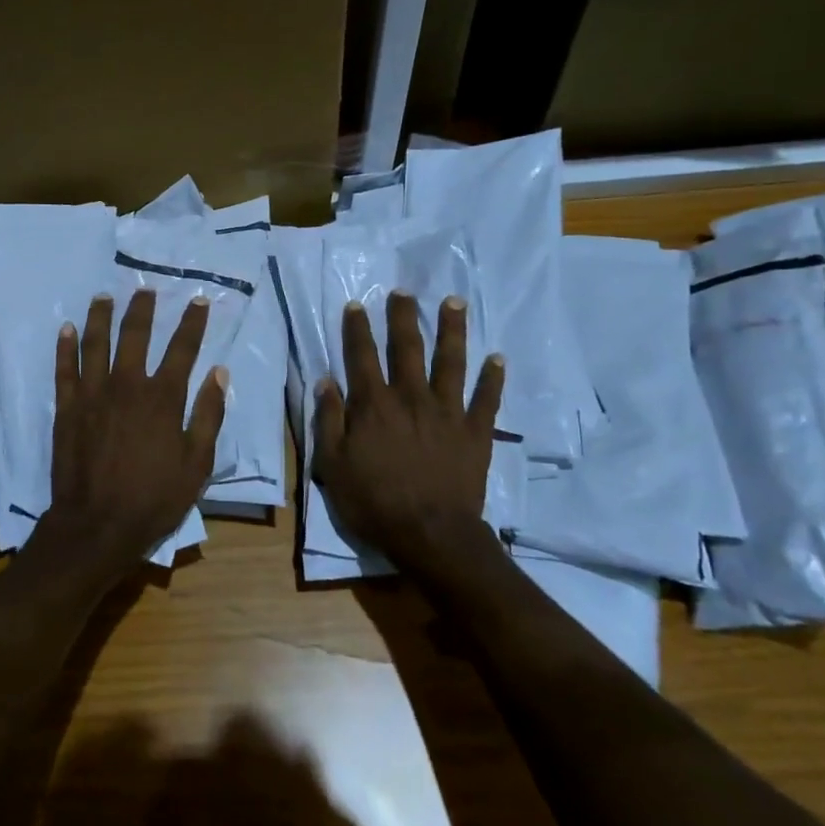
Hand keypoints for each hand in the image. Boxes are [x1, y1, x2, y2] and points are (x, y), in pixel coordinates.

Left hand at [36, 288, 226, 580]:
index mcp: (163, 398)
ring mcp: (93, 394)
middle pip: (135, 335)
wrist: (96, 526)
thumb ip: (208, 416)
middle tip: (145, 289)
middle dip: (142, 309)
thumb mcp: (196, 464)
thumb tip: (219, 374)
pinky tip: (66, 328)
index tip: (197, 301)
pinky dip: (64, 347)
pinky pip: (64, 369)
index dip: (192, 323)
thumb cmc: (154, 498)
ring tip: (104, 296)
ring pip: (95, 343)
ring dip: (100, 316)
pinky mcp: (67, 408)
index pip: (182, 349)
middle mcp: (128, 385)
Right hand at [312, 291, 505, 569]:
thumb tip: (326, 381)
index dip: (358, 329)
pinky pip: (486, 399)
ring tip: (454, 302)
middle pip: (407, 348)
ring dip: (452, 330)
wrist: (430, 534)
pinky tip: (498, 358)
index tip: (357, 305)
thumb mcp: (333, 464)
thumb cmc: (374, 501)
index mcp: (374, 404)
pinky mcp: (475, 431)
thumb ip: (328, 420)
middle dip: (403, 317)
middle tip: (404, 291)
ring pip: (450, 362)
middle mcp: (411, 397)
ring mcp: (447, 412)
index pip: (362, 356)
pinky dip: (493, 378)